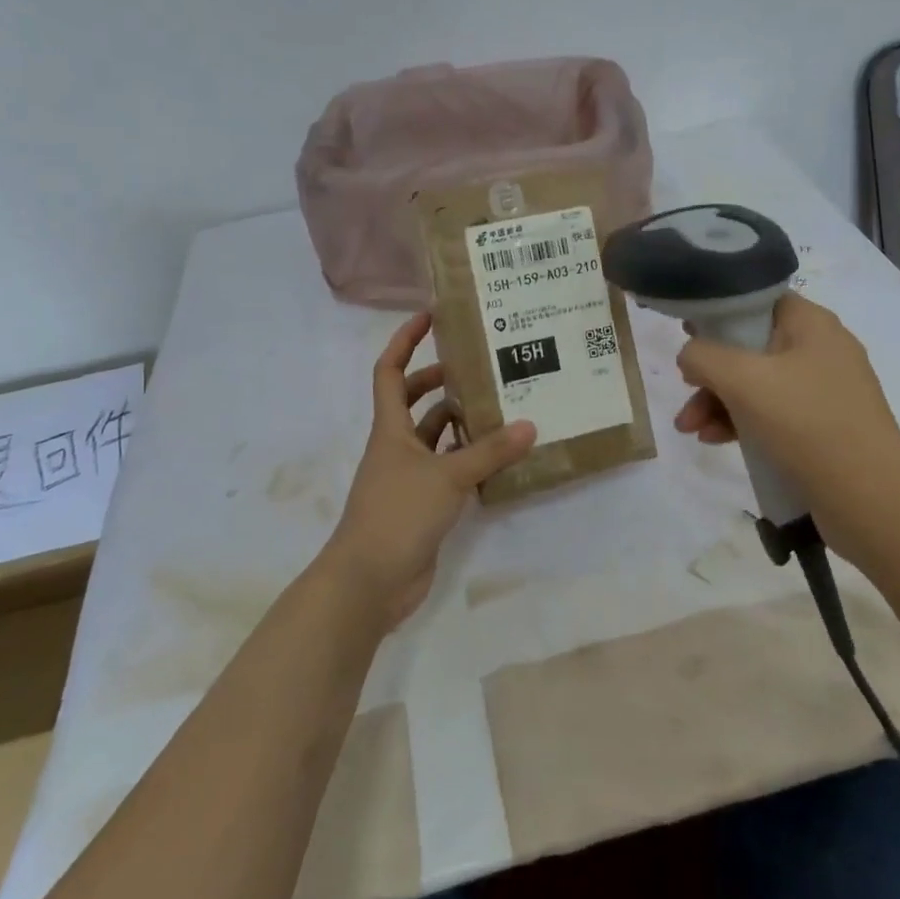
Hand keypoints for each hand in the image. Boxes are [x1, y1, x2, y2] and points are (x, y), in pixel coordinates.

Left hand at [316, 313, 535, 631]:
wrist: (369, 581)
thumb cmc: (398, 514)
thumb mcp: (446, 476)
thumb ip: (488, 452)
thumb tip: (530, 425)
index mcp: (390, 428)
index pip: (390, 370)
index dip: (405, 340)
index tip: (431, 316)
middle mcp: (396, 447)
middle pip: (415, 401)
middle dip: (442, 382)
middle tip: (482, 369)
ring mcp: (408, 477)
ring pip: (436, 438)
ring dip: (462, 423)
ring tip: (502, 408)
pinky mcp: (422, 505)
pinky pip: (448, 471)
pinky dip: (469, 461)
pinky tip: (500, 458)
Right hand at [671, 293, 899, 518]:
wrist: (871, 499)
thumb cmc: (806, 423)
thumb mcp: (742, 380)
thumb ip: (703, 356)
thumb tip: (690, 355)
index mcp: (811, 323)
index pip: (758, 300)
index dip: (719, 313)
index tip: (688, 334)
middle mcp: (822, 349)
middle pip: (751, 346)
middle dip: (711, 373)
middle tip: (683, 393)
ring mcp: (826, 390)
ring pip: (758, 384)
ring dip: (719, 402)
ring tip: (690, 430)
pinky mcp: (825, 427)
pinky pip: (774, 413)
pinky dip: (743, 422)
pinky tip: (717, 441)